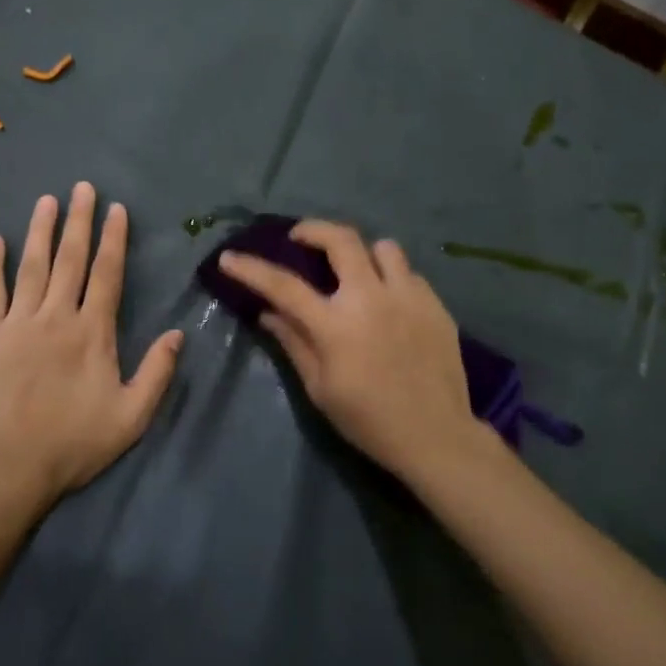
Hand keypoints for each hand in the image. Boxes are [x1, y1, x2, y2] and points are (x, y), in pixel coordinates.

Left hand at [0, 183, 183, 500]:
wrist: (10, 466)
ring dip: (40, 231)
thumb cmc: (75, 442)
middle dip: (79, 221)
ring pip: (32, 266)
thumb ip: (157, 373)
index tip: (116, 209)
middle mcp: (57, 316)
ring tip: (46, 200)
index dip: (113, 239)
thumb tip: (179, 333)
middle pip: (70, 259)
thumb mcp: (132, 416)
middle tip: (82, 187)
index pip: (107, 274)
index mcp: (93, 332)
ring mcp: (17, 323)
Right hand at [219, 221, 488, 483]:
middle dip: (314, 229)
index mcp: (336, 325)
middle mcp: (371, 298)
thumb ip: (294, 343)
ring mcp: (408, 297)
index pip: (284, 286)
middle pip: (341, 240)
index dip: (251, 269)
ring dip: (362, 253)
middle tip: (300, 237)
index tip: (230, 257)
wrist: (435, 436)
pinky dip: (392, 279)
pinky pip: (409, 274)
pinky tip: (390, 302)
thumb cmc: (369, 420)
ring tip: (356, 271)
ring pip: (384, 248)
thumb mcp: (320, 389)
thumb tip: (268, 313)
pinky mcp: (435, 305)